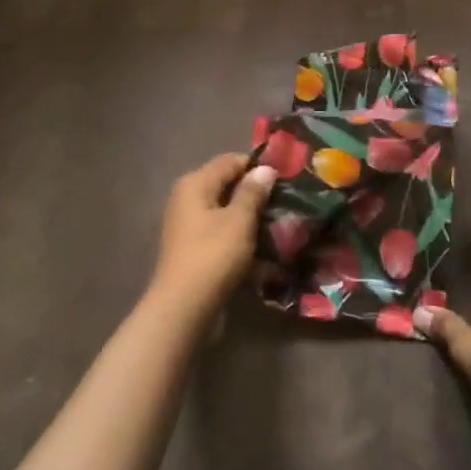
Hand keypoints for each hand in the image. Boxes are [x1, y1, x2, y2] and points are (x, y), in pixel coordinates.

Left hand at [145, 153, 276, 321]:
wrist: (184, 308)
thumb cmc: (213, 256)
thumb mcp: (239, 220)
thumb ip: (253, 192)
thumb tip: (265, 168)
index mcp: (195, 184)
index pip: (230, 161)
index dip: (257, 166)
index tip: (286, 176)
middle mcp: (187, 199)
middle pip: (226, 185)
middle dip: (255, 192)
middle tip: (286, 200)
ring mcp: (188, 225)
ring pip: (225, 211)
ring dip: (249, 216)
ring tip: (279, 223)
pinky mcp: (193, 248)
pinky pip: (221, 232)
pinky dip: (239, 235)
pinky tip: (261, 245)